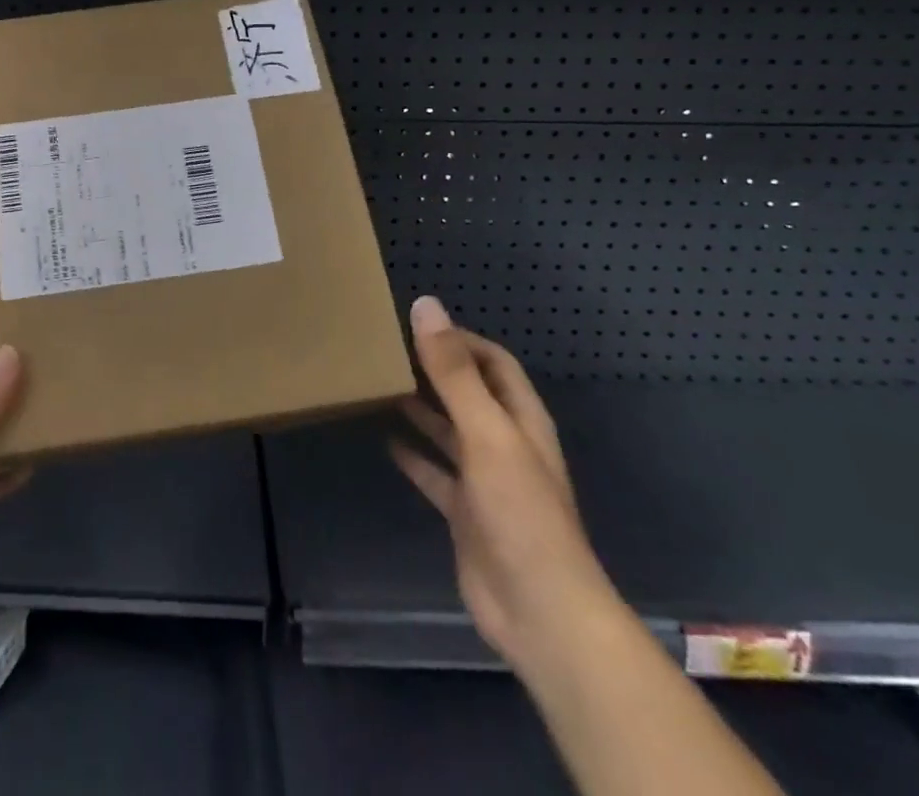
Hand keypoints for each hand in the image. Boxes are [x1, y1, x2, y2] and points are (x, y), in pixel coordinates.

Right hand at [390, 295, 626, 681]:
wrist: (538, 612)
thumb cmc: (519, 512)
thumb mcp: (486, 433)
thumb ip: (453, 372)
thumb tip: (426, 305)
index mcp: (521, 419)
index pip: (493, 362)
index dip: (460, 339)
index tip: (415, 325)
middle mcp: (505, 443)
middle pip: (470, 393)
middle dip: (436, 370)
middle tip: (388, 349)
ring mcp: (485, 480)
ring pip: (450, 431)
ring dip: (421, 409)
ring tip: (380, 384)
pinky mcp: (465, 513)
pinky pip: (435, 474)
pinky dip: (414, 456)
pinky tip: (385, 441)